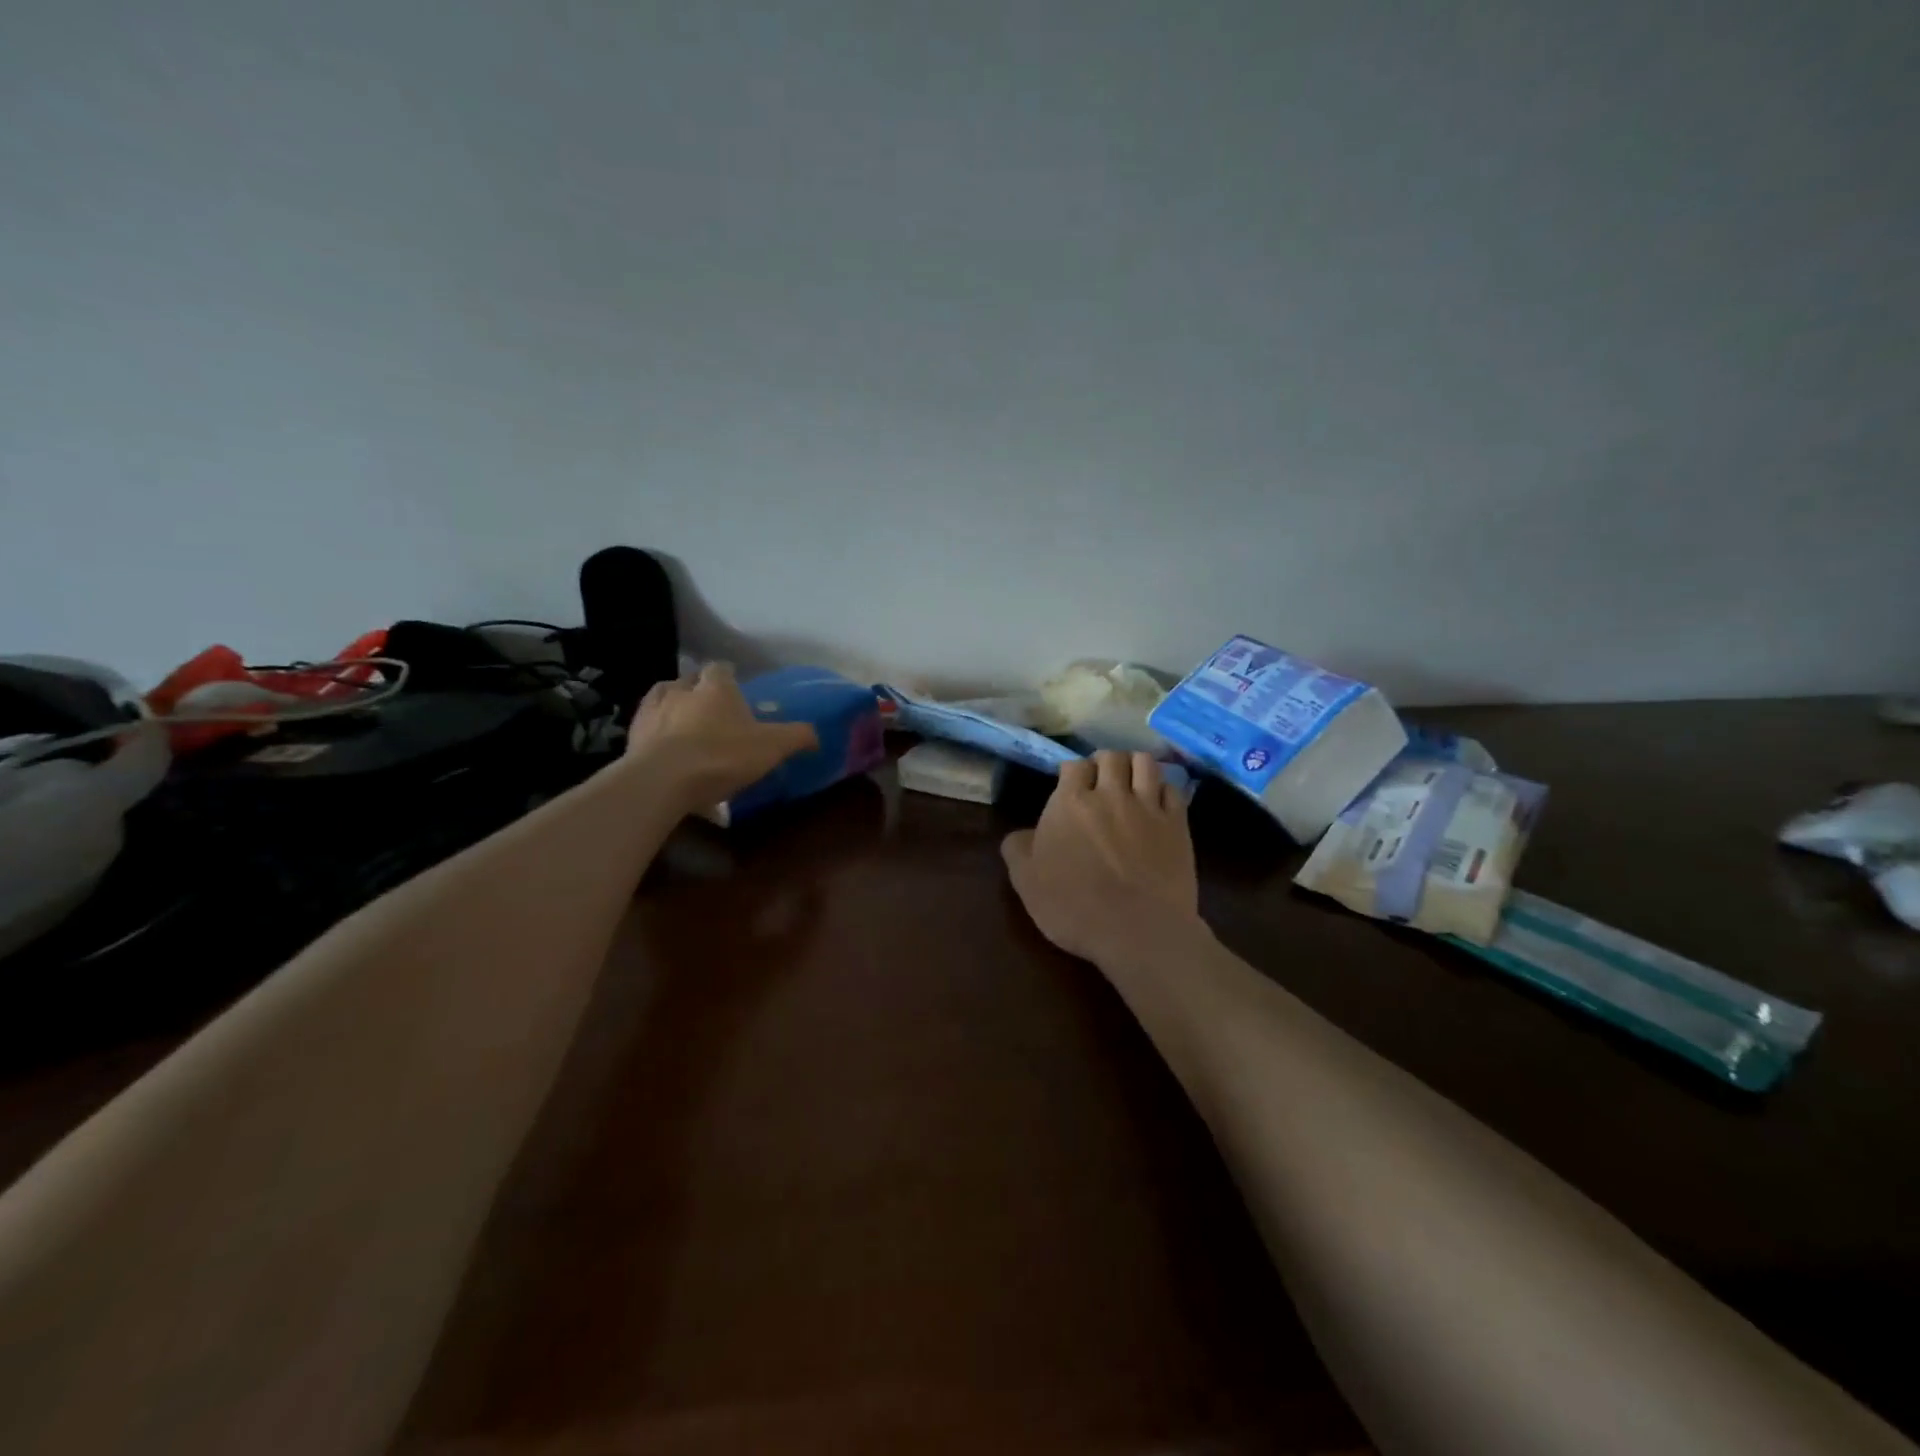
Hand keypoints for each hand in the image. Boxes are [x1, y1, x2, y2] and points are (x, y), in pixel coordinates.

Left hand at [627, 663, 819, 812]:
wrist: (662, 781)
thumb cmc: (722, 755)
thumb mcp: (772, 747)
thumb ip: (797, 736)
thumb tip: (817, 735)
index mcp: (716, 687)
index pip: (720, 667)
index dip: (728, 676)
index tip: (735, 687)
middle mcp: (681, 690)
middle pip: (689, 681)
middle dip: (698, 691)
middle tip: (710, 710)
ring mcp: (652, 712)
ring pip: (662, 699)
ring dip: (672, 708)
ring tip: (682, 727)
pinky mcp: (631, 737)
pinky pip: (646, 729)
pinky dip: (654, 734)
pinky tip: (663, 750)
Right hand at [1002, 750, 1200, 965]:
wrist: (1138, 930)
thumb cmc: (1074, 907)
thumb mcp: (1027, 883)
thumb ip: (1018, 850)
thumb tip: (1021, 833)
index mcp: (1070, 803)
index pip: (1073, 765)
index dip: (1072, 772)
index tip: (1071, 786)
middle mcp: (1109, 794)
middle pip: (1110, 757)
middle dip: (1104, 763)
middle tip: (1101, 781)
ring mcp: (1147, 806)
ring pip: (1144, 762)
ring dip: (1134, 765)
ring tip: (1131, 780)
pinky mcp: (1177, 824)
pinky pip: (1172, 789)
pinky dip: (1163, 788)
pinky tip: (1158, 801)